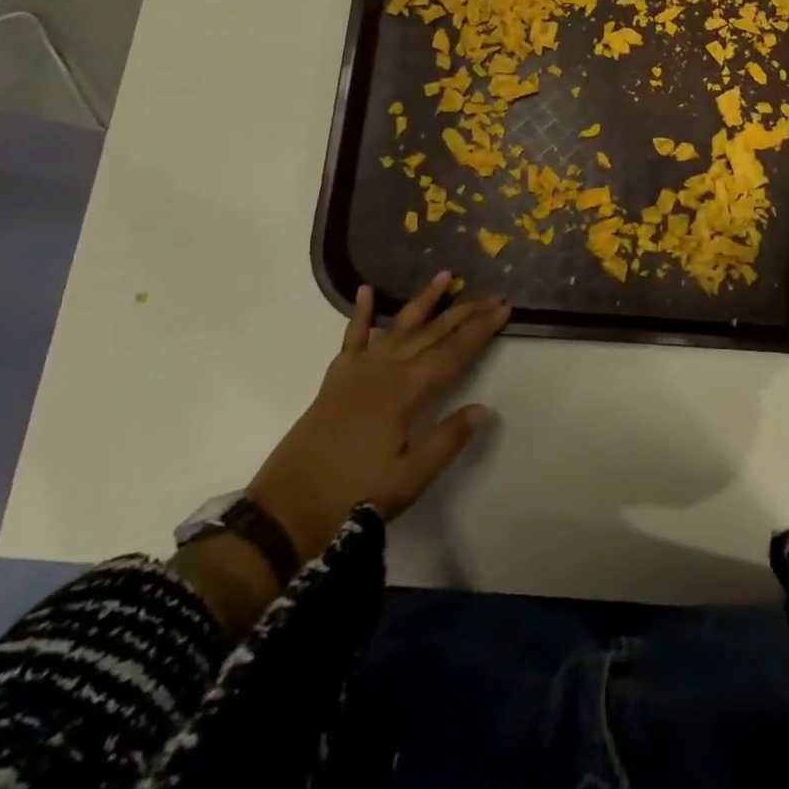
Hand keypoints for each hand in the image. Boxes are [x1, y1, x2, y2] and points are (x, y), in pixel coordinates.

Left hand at [247, 274, 508, 561]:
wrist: (284, 512)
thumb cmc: (352, 496)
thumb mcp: (410, 478)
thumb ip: (448, 439)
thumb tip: (484, 408)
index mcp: (405, 392)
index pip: (453, 352)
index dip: (480, 330)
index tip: (503, 309)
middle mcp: (384, 370)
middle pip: (432, 333)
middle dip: (464, 312)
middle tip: (492, 294)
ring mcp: (357, 371)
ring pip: (399, 326)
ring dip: (424, 301)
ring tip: (446, 276)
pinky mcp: (336, 380)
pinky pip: (352, 338)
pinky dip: (361, 314)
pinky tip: (367, 291)